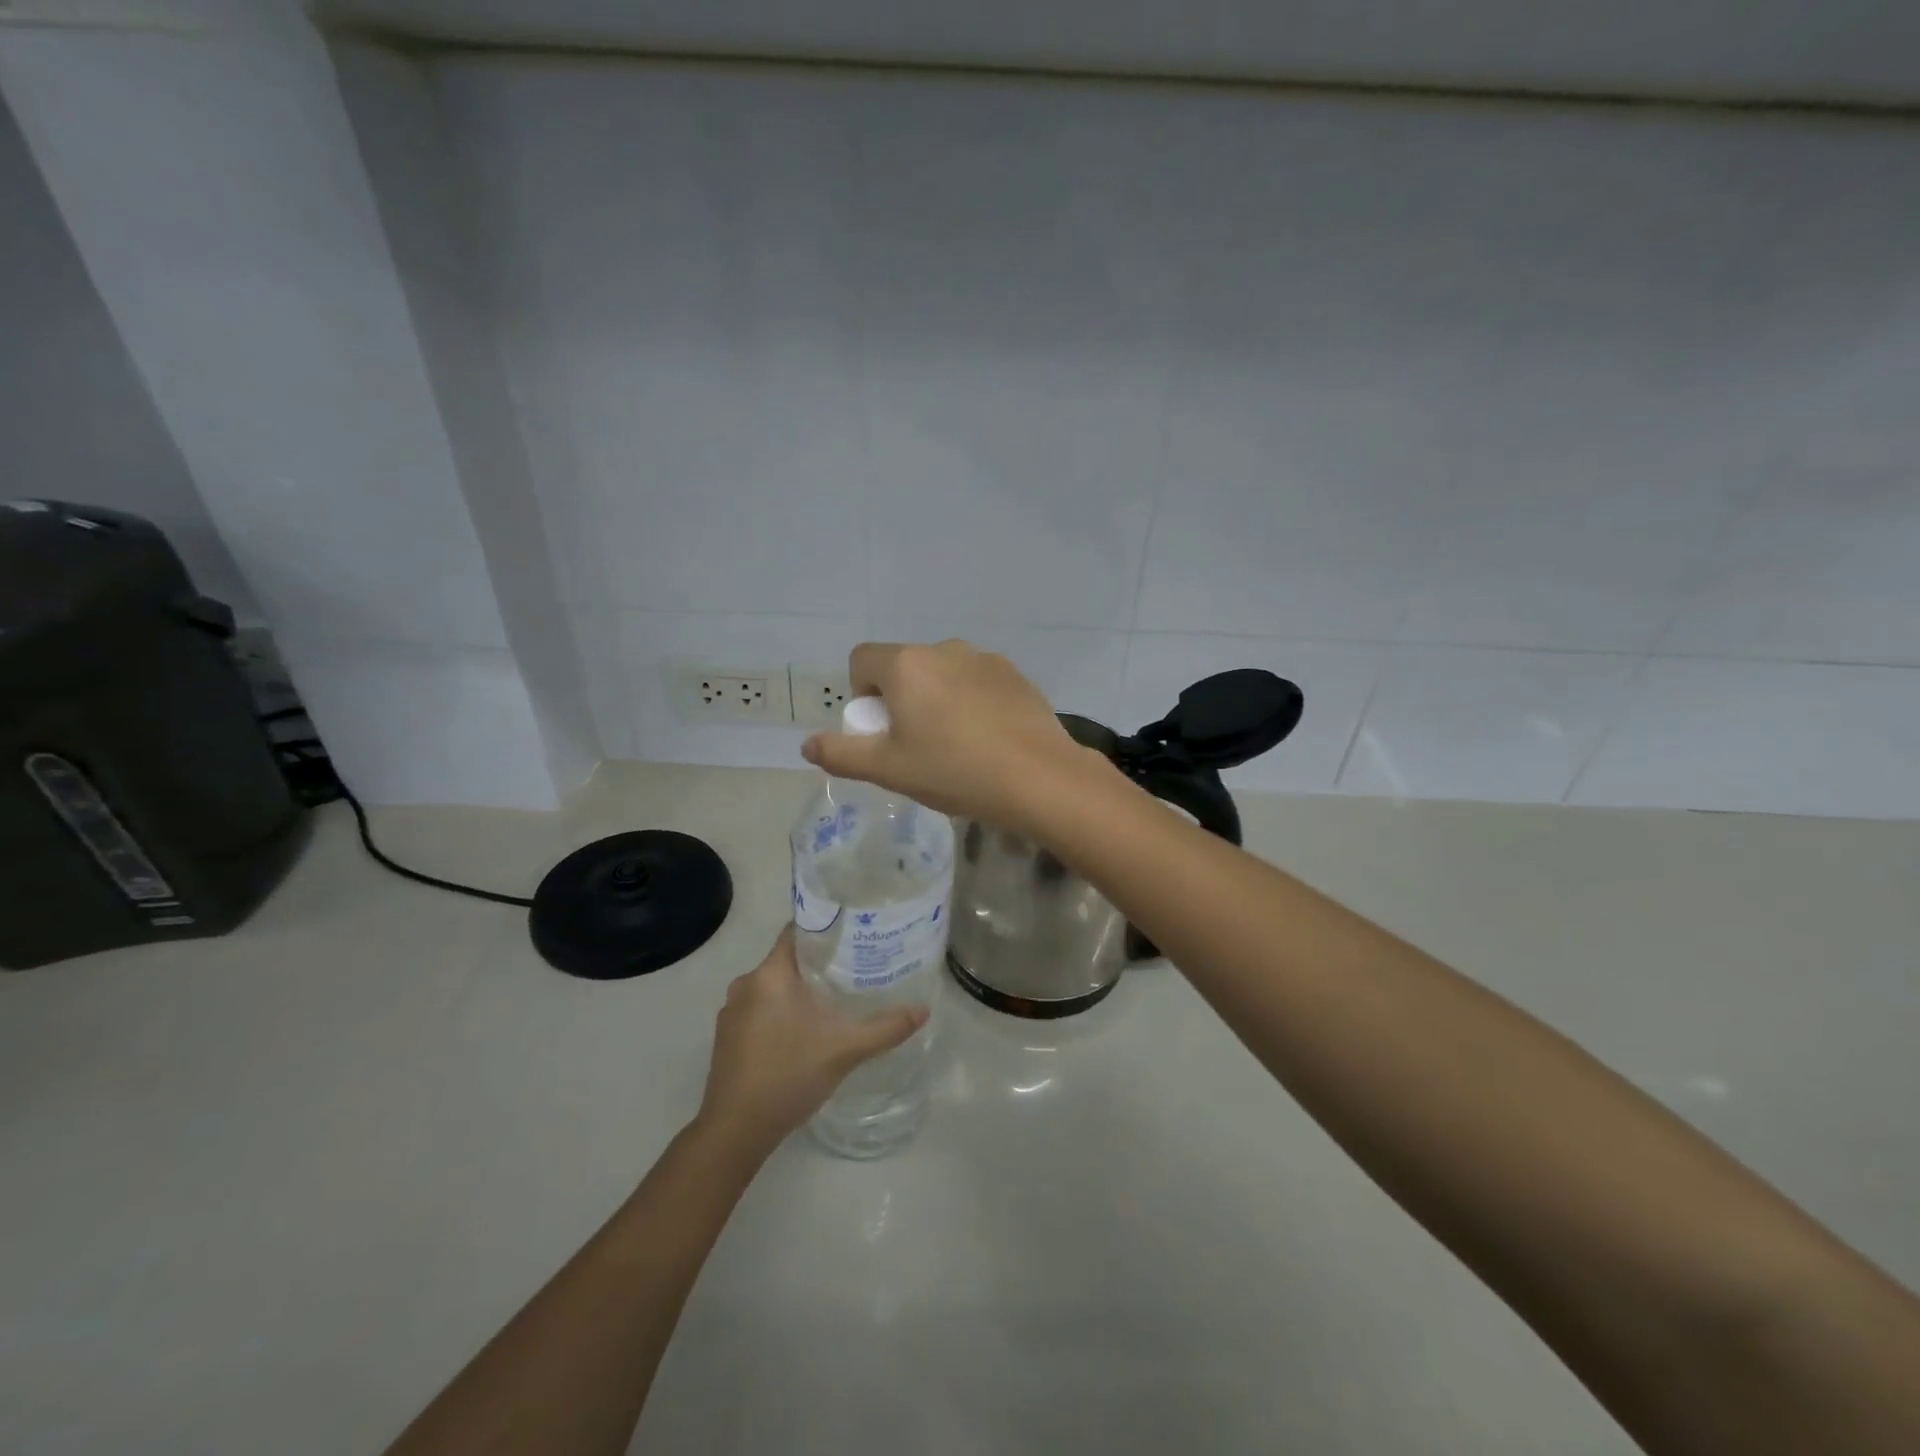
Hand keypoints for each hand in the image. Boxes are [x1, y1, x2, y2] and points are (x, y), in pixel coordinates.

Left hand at [697, 930, 926, 1156]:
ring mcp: (732, 1012)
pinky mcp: (727, 1038)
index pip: (797, 932)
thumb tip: (923, 1010)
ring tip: (834, 1000)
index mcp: (769, 974)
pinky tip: (804, 1032)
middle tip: (854, 969)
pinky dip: (781, 1012)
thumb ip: (886, 1028)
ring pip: (773, 987)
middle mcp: (745, 984)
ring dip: (799, 991)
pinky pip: (759, 1010)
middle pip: (788, 960)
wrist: (735, 1131)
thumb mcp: (845, 1049)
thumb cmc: (788, 1075)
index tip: (853, 935)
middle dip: (819, 964)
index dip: (825, 930)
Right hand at [801, 640, 1106, 831]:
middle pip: (904, 667)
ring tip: (958, 747)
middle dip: (901, 700)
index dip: (862, 695)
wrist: (1039, 779)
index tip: (883, 731)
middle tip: (918, 746)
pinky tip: (989, 740)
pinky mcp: (1016, 675)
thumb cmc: (954, 771)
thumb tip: (808, 744)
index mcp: (907, 665)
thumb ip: (841, 754)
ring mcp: (985, 659)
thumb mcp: (888, 770)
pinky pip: (978, 683)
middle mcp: (944, 649)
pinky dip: (973, 703)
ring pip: (943, 675)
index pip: (862, 660)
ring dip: (938, 700)